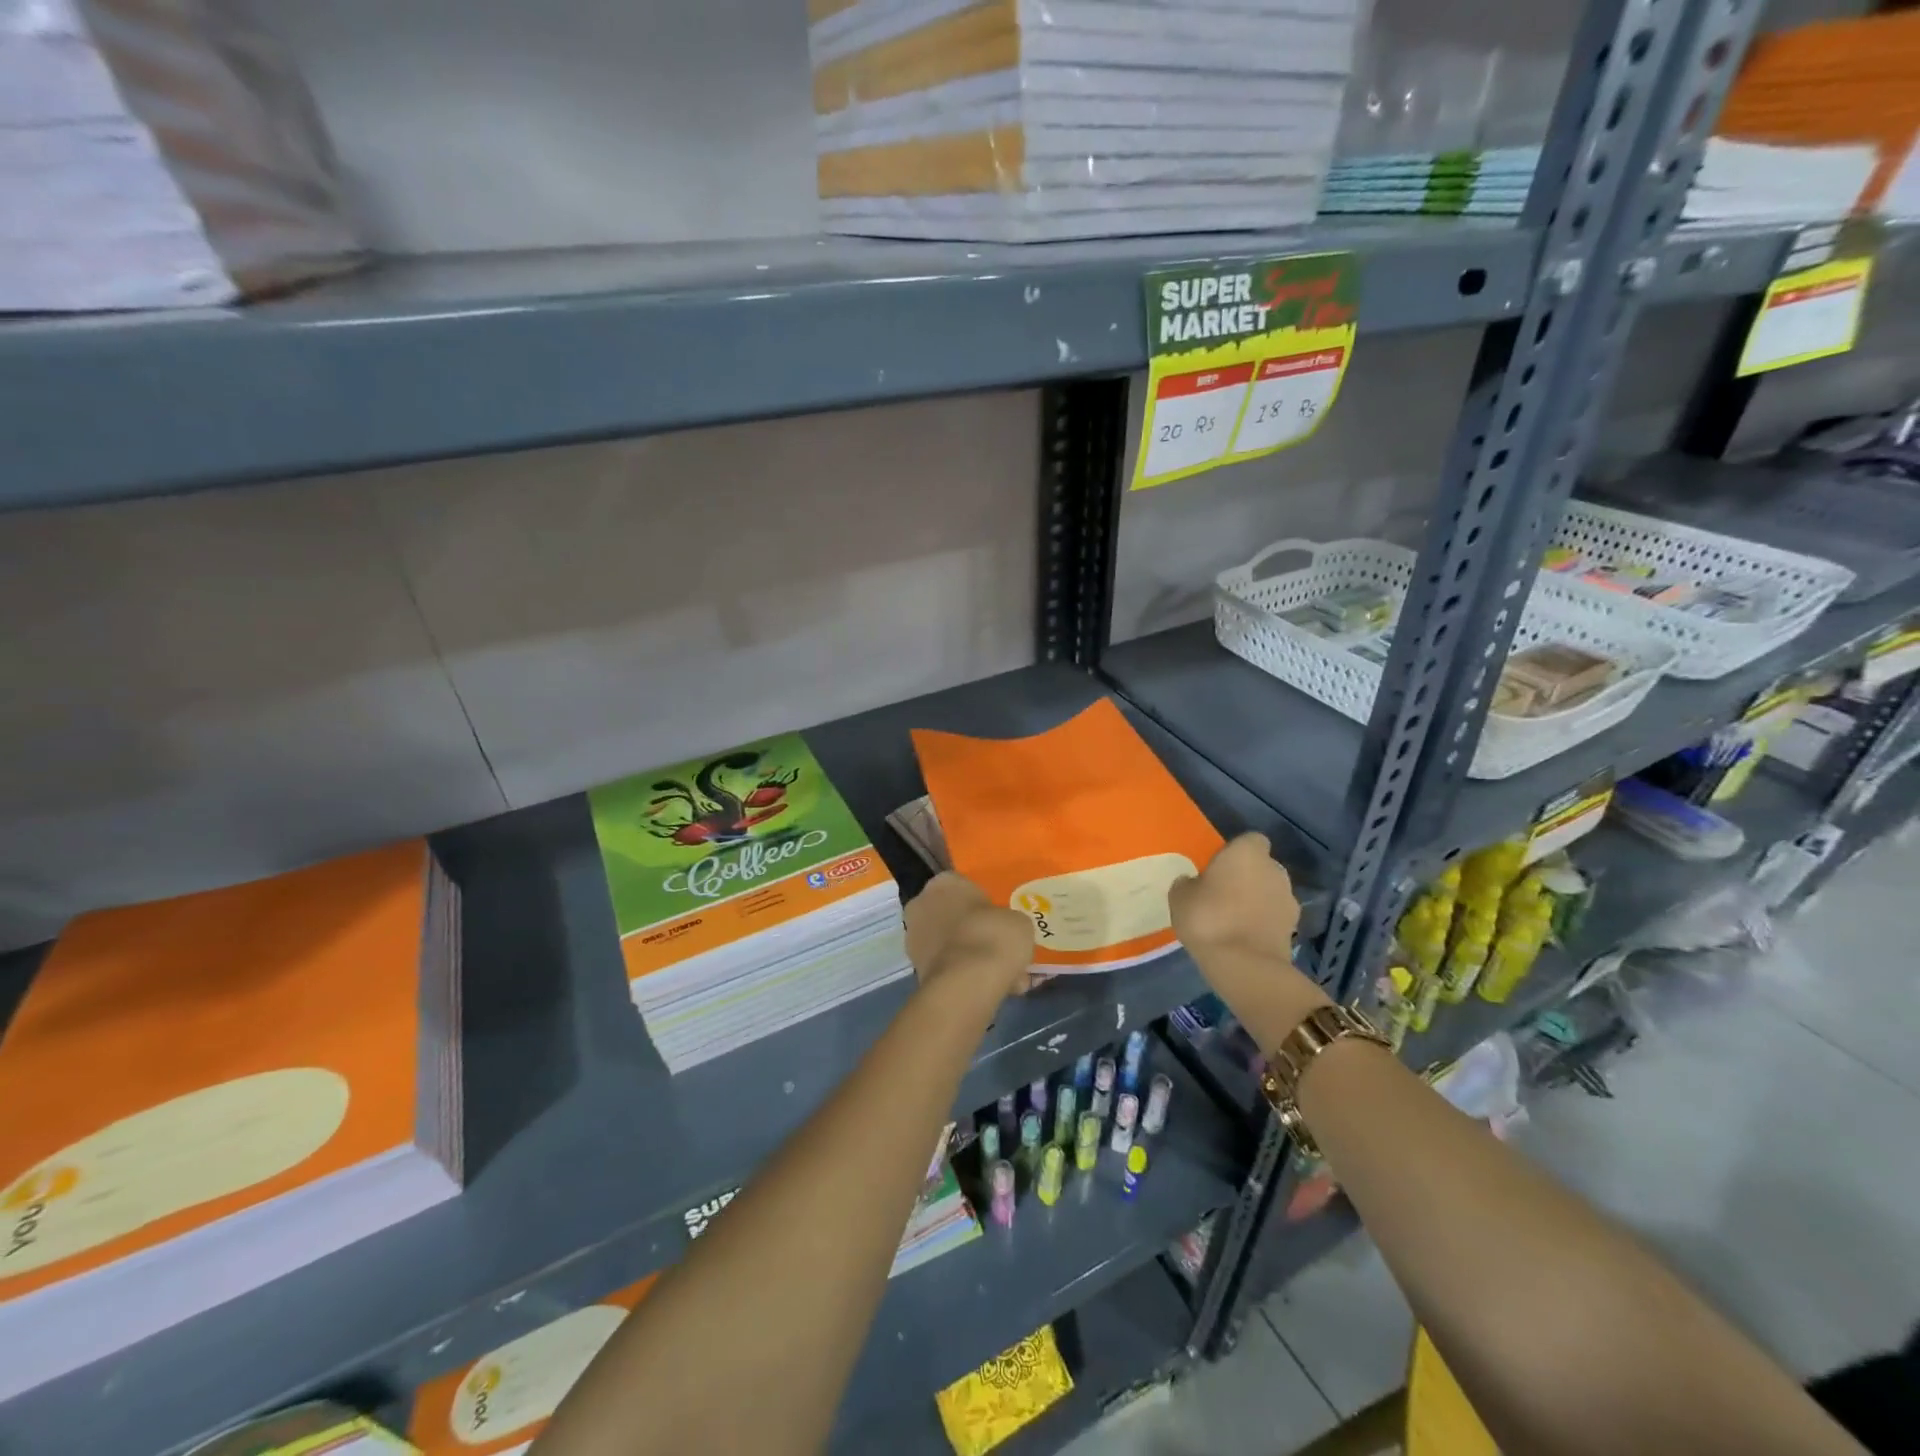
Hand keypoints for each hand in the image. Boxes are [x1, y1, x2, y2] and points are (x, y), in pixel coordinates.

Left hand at [904, 873, 1034, 999]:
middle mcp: (922, 904)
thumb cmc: (992, 937)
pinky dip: (966, 976)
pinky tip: (992, 988)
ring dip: (972, 956)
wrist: (965, 985)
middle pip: (955, 916)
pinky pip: (948, 967)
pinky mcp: (916, 969)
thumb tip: (1006, 932)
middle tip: (1001, 947)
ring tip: (1004, 975)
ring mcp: (914, 938)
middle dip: (976, 931)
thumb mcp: (1018, 921)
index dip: (986, 904)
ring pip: (952, 944)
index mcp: (944, 882)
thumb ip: (1008, 921)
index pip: (966, 886)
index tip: (1001, 920)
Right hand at [1169, 833, 1300, 955]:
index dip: (1235, 851)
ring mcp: (1289, 899)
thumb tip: (1192, 882)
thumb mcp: (1180, 897)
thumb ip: (1188, 884)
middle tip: (1224, 893)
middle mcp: (1274, 869)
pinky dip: (1263, 922)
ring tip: (1233, 919)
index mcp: (1247, 852)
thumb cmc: (1207, 918)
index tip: (1219, 866)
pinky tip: (1244, 937)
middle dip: (1248, 876)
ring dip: (1257, 900)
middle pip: (1262, 866)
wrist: (1243, 965)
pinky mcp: (1294, 928)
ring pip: (1270, 892)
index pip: (1249, 840)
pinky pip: (1274, 917)